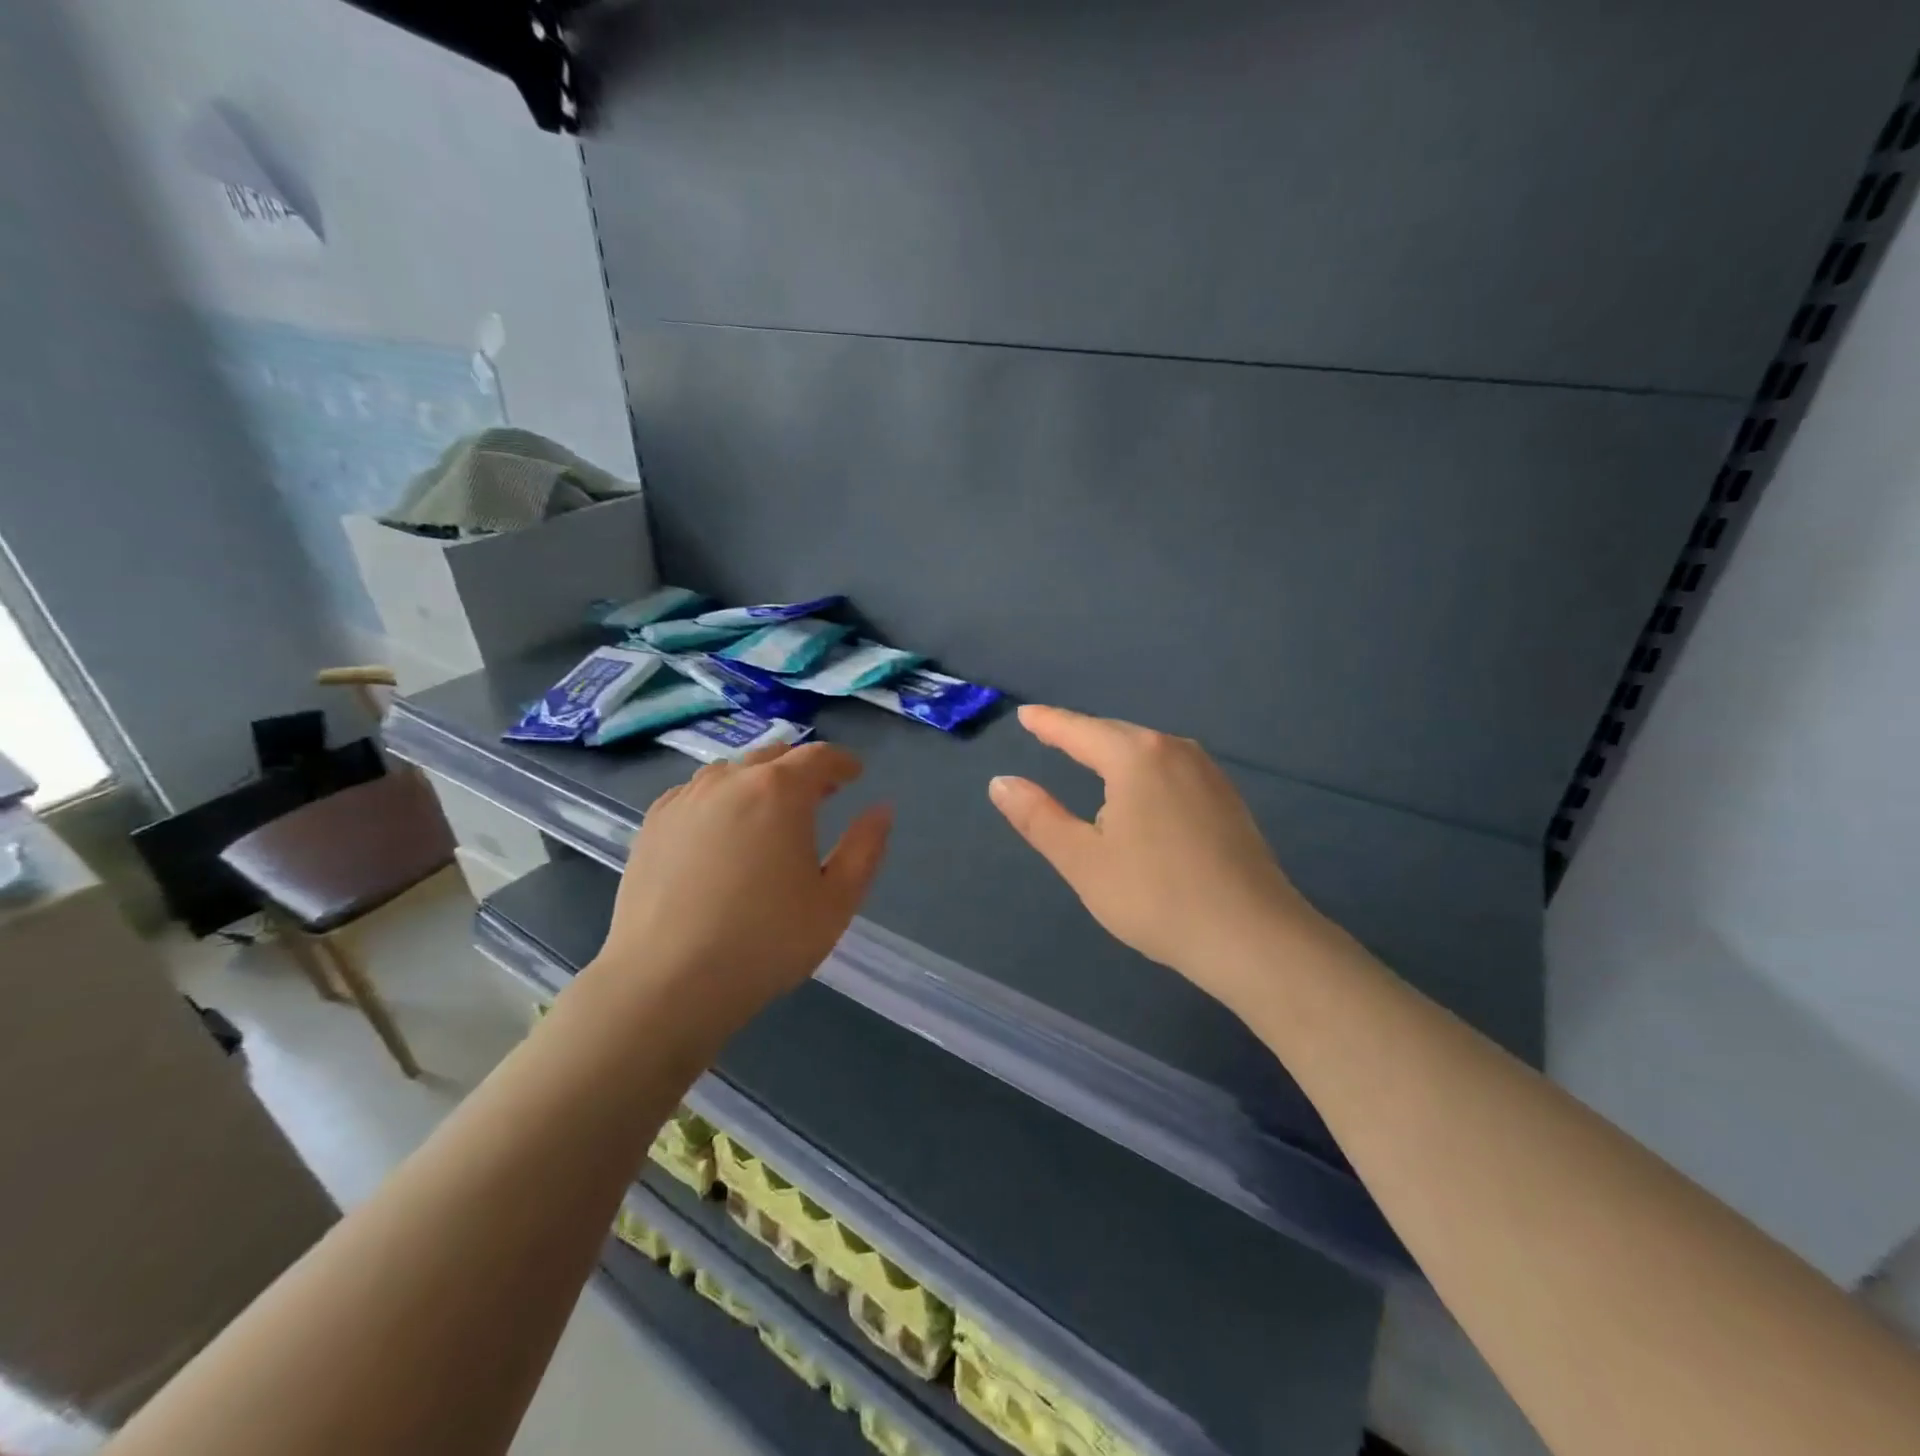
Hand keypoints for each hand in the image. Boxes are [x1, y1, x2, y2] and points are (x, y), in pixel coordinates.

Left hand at [591, 742, 891, 1030]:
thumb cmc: (765, 941)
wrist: (666, 982)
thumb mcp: (836, 901)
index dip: (843, 762)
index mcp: (780, 791)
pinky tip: (721, 830)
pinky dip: (719, 798)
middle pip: (773, 756)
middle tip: (820, 795)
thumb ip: (865, 848)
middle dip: (802, 769)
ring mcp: (685, 800)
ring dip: (758, 781)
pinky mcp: (653, 824)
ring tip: (769, 812)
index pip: (819, 756)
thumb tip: (881, 810)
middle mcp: (730, 781)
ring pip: (731, 772)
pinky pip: (695, 794)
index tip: (855, 774)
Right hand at [988, 705, 1323, 1009]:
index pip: (1080, 730)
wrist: (1252, 937)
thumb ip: (1038, 817)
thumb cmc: (1155, 897)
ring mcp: (1208, 773)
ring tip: (1089, 758)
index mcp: (1136, 757)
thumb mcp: (1083, 860)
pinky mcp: (1227, 799)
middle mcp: (1175, 751)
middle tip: (1050, 734)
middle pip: (1117, 734)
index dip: (1049, 723)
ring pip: (1148, 751)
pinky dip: (1144, 772)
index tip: (1026, 715)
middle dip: (1082, 735)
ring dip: (1115, 753)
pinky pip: (1172, 769)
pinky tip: (1141, 792)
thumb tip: (1001, 782)